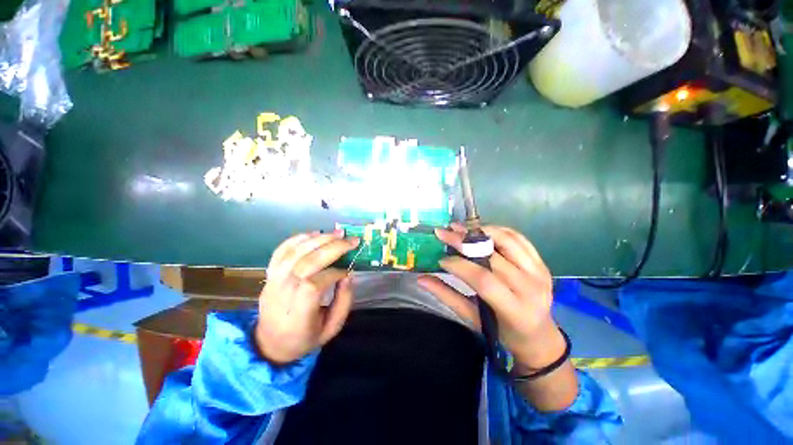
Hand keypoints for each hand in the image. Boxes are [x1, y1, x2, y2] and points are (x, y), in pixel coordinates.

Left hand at [255, 230, 359, 364]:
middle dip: (332, 248)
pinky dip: (298, 239)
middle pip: (306, 263)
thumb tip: (349, 276)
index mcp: (297, 315)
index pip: (314, 285)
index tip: (348, 272)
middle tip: (351, 240)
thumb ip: (343, 303)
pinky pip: (281, 251)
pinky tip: (315, 234)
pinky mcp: (269, 274)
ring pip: (295, 253)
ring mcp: (273, 281)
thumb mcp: (331, 329)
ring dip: (319, 239)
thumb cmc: (305, 338)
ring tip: (337, 234)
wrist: (270, 343)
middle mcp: (282, 294)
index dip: (334, 274)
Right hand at [418, 224, 565, 370]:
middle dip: (464, 242)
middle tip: (443, 233)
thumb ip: (447, 296)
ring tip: (459, 228)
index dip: (459, 266)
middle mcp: (531, 287)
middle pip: (493, 256)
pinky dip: (497, 230)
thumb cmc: (502, 332)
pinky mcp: (542, 262)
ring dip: (480, 230)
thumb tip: (421, 279)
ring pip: (507, 240)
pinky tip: (480, 230)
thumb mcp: (473, 318)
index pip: (483, 279)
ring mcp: (539, 272)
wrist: (538, 335)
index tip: (440, 258)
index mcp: (515, 310)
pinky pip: (519, 238)